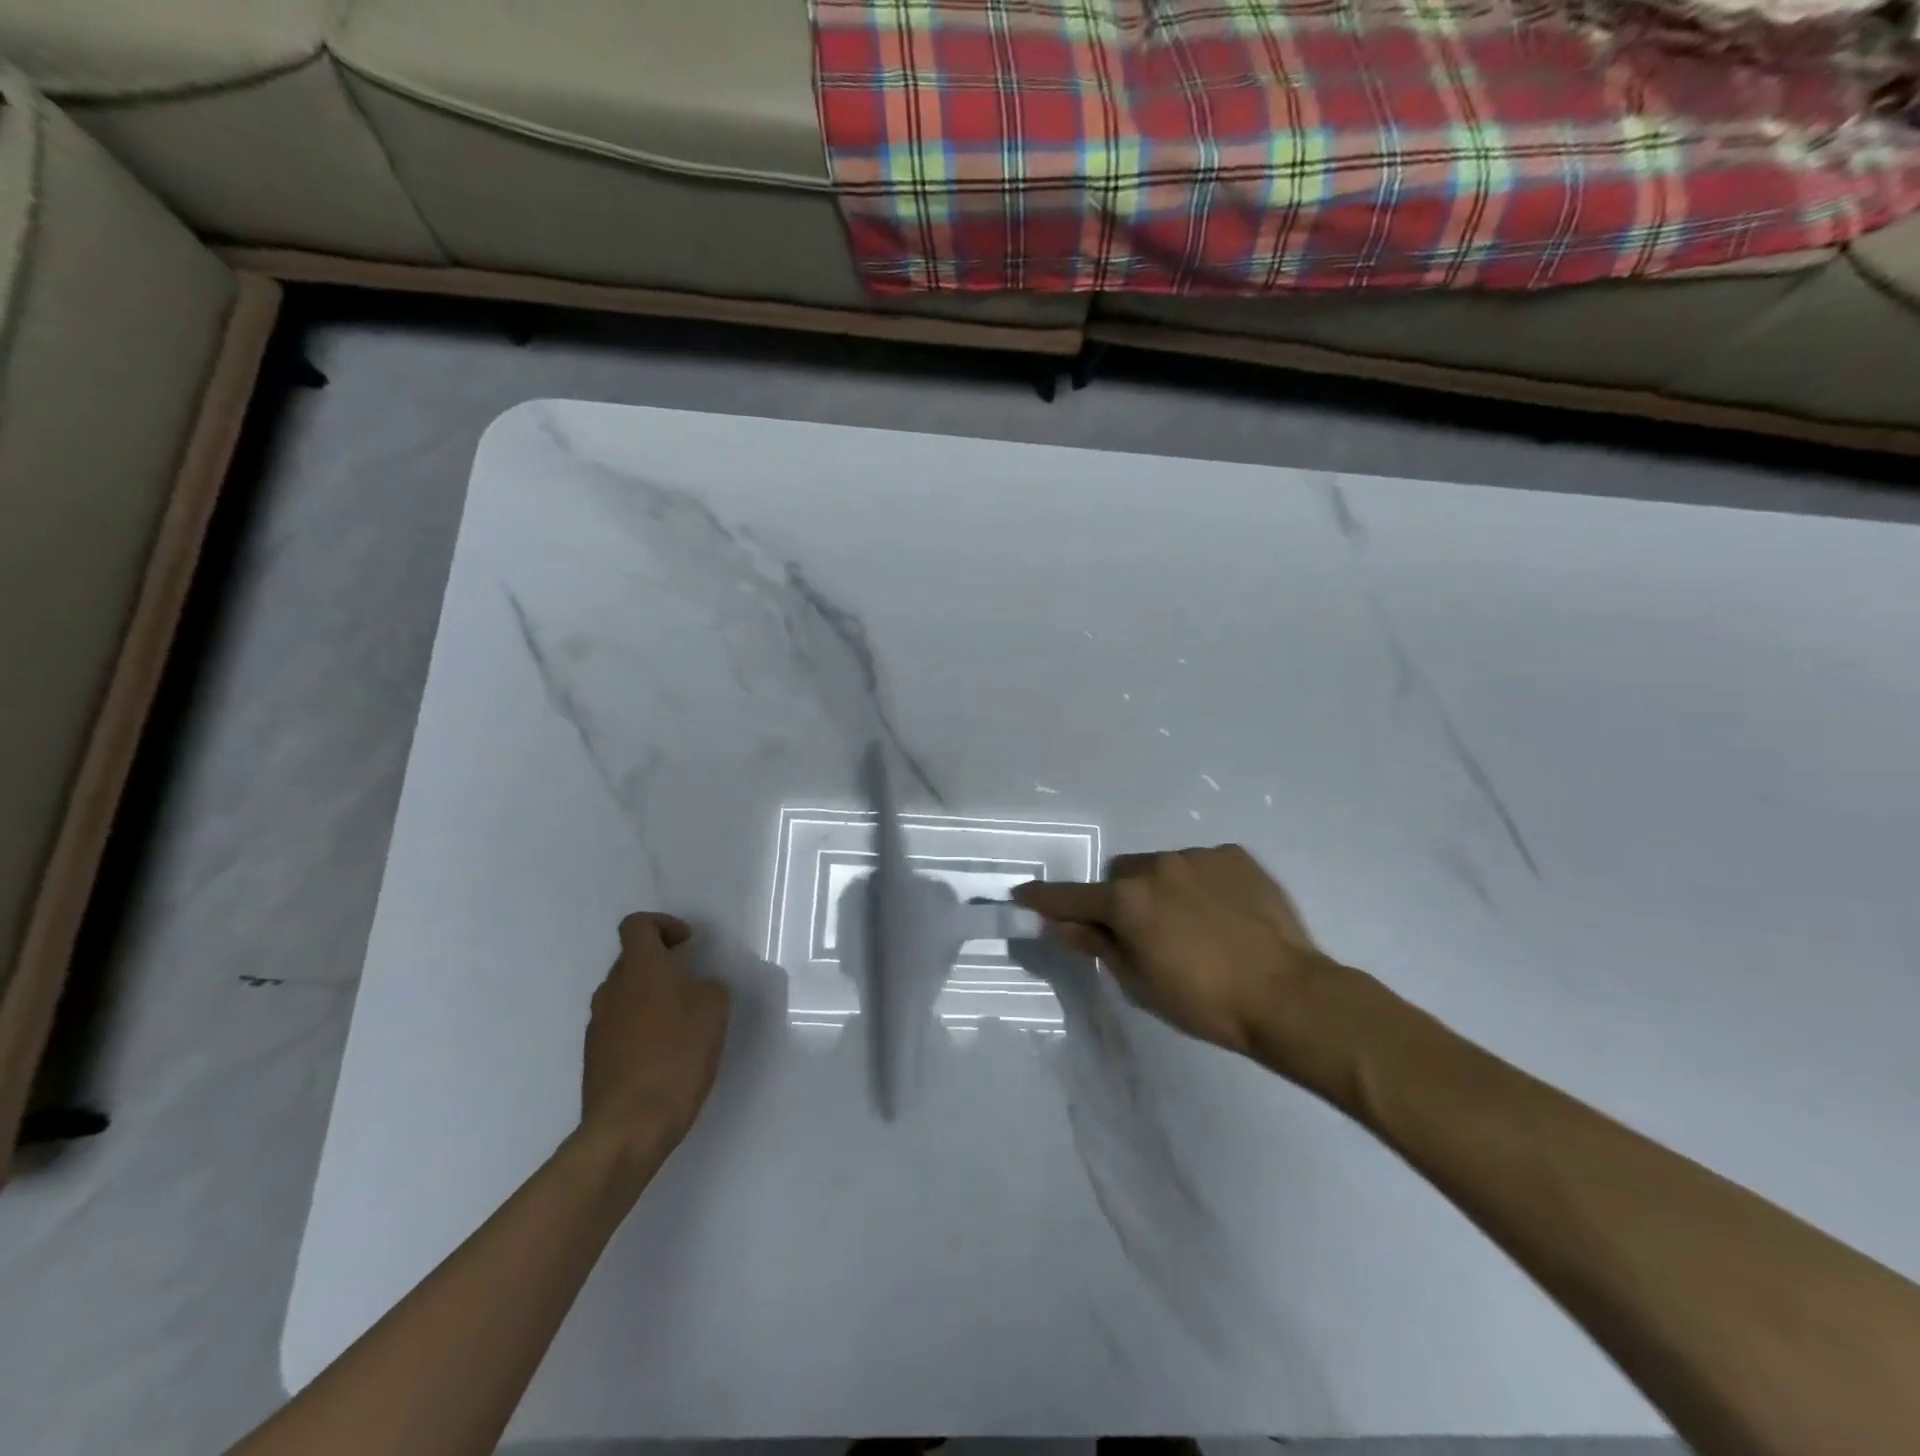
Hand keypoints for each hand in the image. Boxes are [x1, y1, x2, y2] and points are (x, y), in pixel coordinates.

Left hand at [581, 913, 730, 1161]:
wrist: (629, 1125)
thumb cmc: (677, 1055)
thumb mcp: (714, 1009)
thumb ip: (707, 986)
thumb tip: (696, 987)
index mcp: (639, 968)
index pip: (638, 925)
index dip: (664, 925)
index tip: (688, 944)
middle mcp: (611, 990)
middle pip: (631, 959)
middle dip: (661, 963)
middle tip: (692, 983)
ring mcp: (598, 1025)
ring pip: (625, 994)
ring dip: (651, 997)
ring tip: (682, 1022)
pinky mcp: (595, 1058)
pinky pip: (620, 1026)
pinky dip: (641, 1027)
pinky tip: (664, 1053)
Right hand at [1015, 845, 1342, 1057]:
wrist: (1290, 995)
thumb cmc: (1205, 1002)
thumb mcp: (1140, 983)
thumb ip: (1096, 945)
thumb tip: (1059, 924)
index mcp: (1127, 901)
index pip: (1071, 897)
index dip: (1044, 898)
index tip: (1022, 893)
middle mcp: (1156, 866)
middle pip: (1120, 875)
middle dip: (1121, 898)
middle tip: (1143, 932)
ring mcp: (1198, 856)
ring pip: (1161, 867)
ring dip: (1162, 889)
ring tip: (1194, 925)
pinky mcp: (1235, 856)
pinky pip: (1201, 865)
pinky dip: (1200, 884)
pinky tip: (1224, 914)